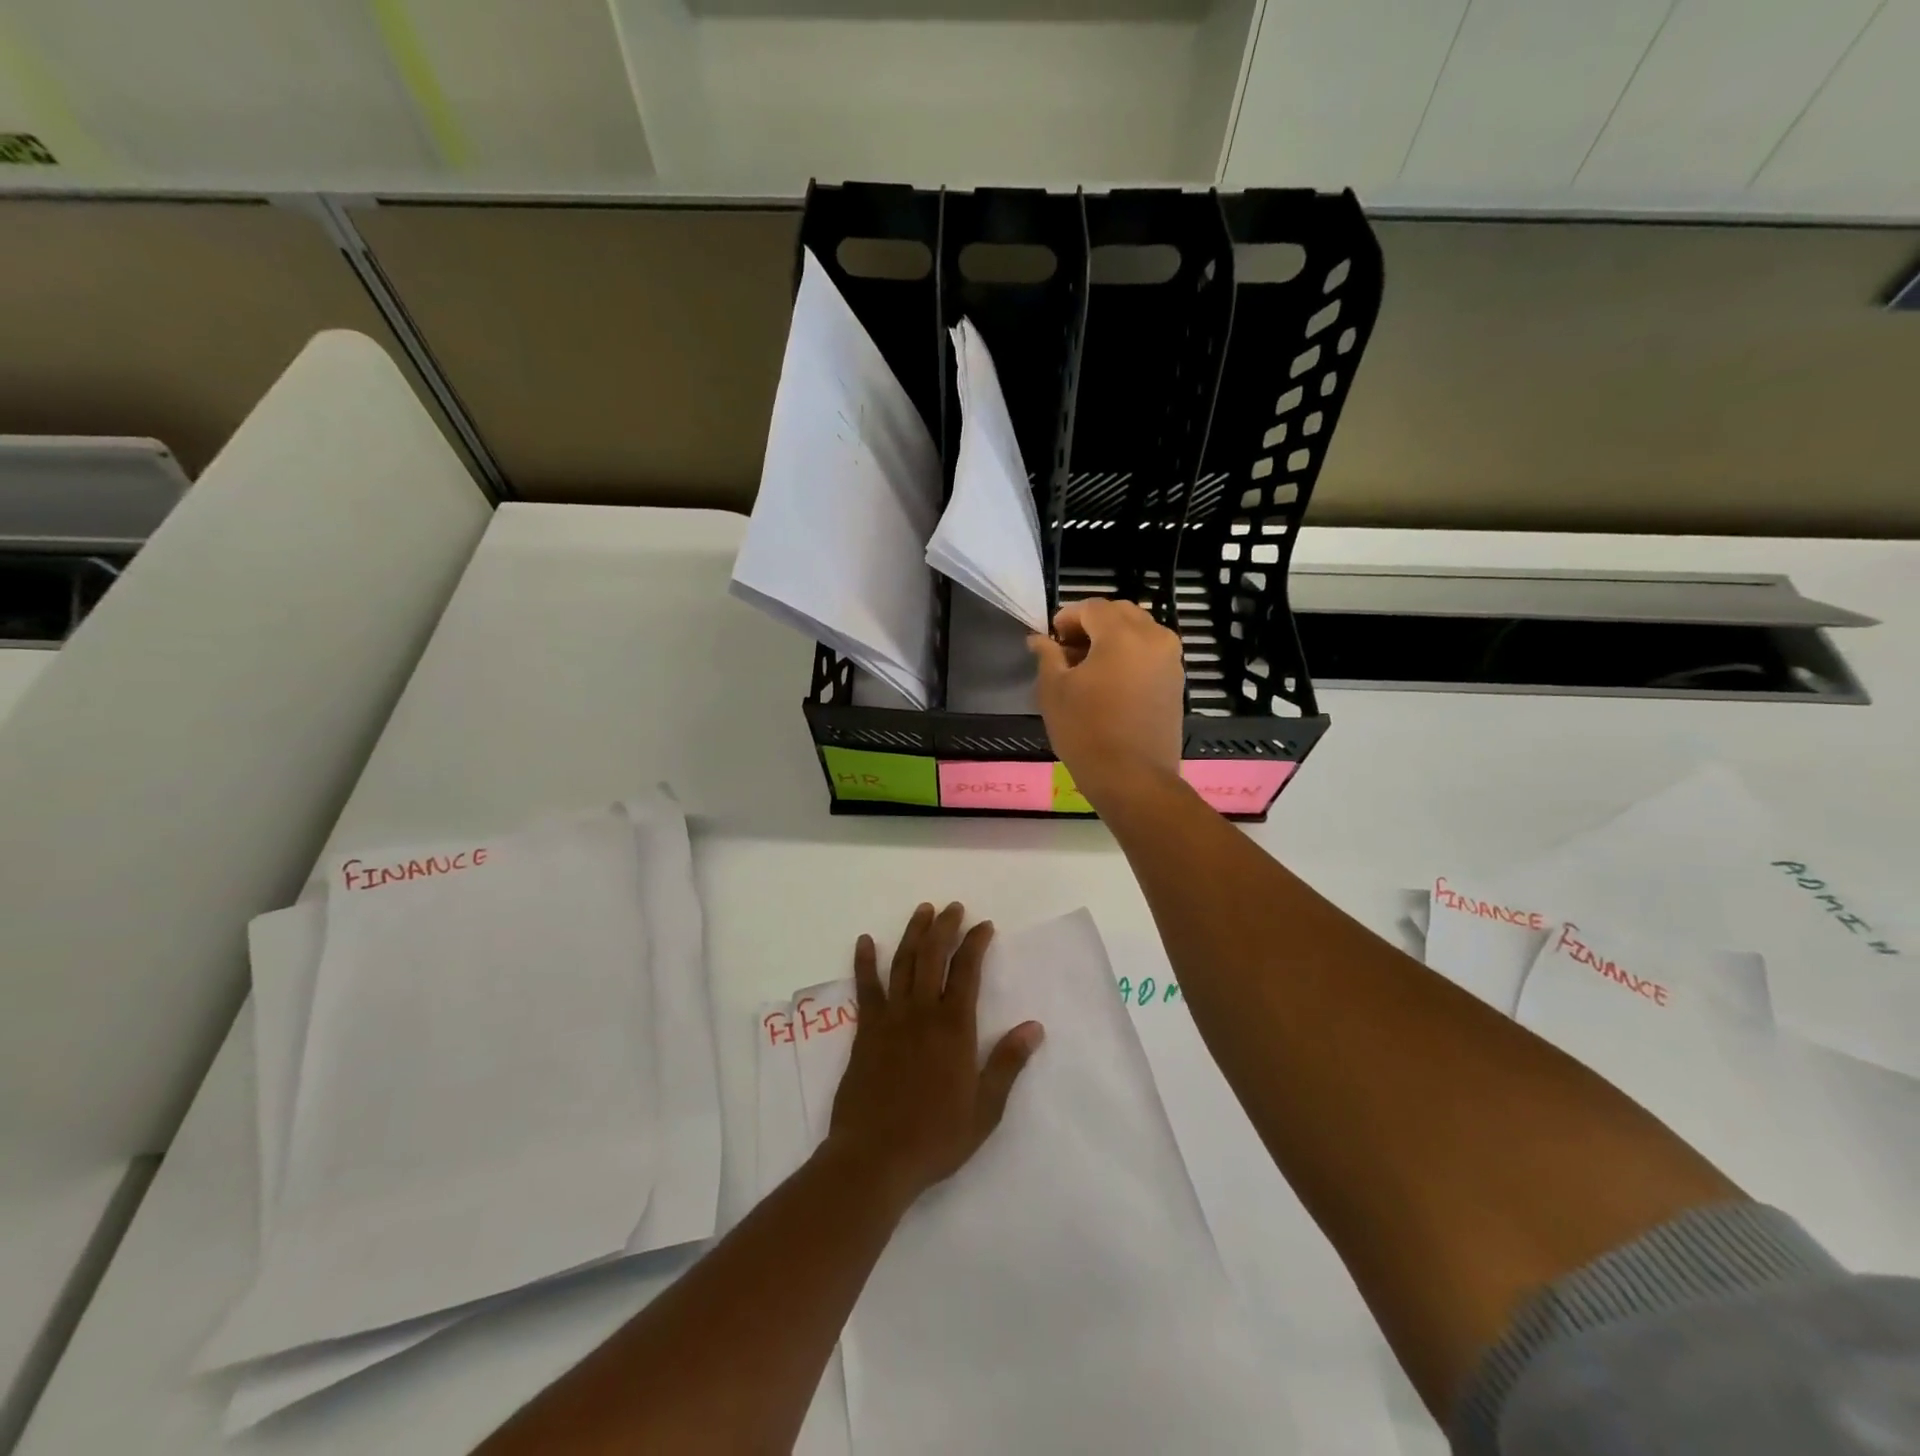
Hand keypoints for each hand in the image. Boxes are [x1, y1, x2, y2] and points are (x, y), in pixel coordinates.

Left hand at [826, 902, 1043, 1205]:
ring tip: (922, 910)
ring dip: (914, 933)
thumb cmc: (936, 1137)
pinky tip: (866, 941)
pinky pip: (866, 988)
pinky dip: (865, 962)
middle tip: (953, 907)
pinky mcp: (865, 1031)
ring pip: (903, 963)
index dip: (976, 943)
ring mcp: (890, 1019)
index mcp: (954, 1028)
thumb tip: (1034, 1027)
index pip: (968, 972)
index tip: (984, 925)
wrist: (874, 1158)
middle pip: (934, 956)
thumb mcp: (985, 1109)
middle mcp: (922, 1013)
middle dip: (945, 927)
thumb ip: (1007, 1063)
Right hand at [1029, 598, 1184, 806]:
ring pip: (1138, 632)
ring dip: (1112, 639)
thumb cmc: (1086, 732)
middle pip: (1119, 613)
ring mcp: (1171, 660)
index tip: (1051, 639)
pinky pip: (1150, 653)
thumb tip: (1040, 639)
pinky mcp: (1176, 682)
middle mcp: (1154, 638)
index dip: (1067, 618)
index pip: (1092, 607)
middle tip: (1067, 651)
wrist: (1133, 779)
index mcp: (1122, 634)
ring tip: (1088, 669)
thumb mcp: (1054, 691)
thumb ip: (1048, 655)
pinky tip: (1109, 682)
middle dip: (1092, 625)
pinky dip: (1129, 656)